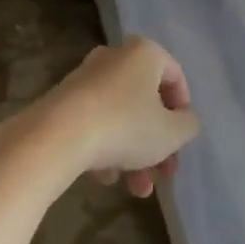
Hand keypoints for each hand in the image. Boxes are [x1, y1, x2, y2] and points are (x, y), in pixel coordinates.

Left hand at [48, 36, 200, 197]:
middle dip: (158, 143)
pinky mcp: (62, 102)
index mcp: (144, 53)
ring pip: (121, 117)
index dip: (184, 112)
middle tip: (164, 173)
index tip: (182, 141)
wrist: (56, 137)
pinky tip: (106, 179)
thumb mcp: (172, 132)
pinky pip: (95, 124)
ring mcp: (85, 79)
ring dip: (134, 154)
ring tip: (137, 189)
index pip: (176, 77)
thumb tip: (184, 120)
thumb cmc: (125, 127)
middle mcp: (114, 57)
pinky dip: (105, 149)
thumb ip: (188, 125)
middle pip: (146, 102)